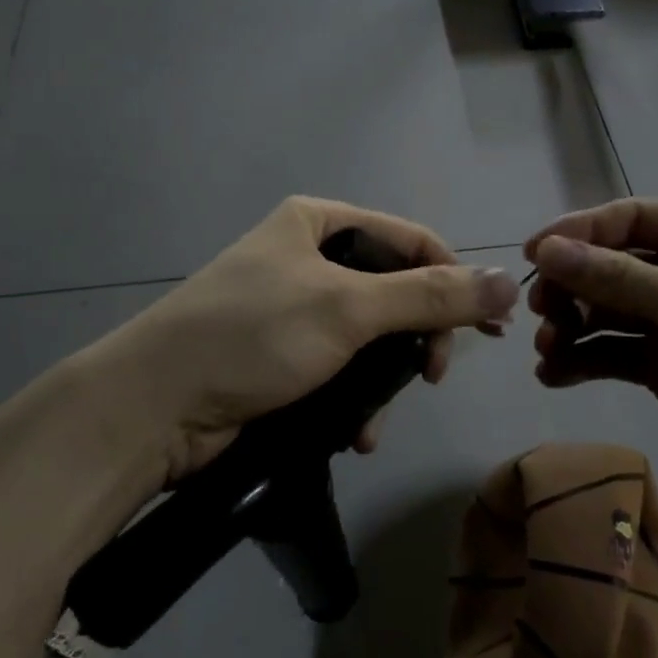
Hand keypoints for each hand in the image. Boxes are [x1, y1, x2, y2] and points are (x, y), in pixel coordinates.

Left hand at [96, 197, 519, 484]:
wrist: (150, 409)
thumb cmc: (252, 336)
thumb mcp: (348, 308)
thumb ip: (431, 297)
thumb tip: (507, 283)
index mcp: (319, 223)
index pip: (412, 240)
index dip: (454, 281)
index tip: (487, 331)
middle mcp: (307, 258)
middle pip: (394, 292)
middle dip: (414, 340)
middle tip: (429, 377)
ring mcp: (292, 309)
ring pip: (370, 339)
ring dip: (384, 381)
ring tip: (377, 419)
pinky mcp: (280, 357)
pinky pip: (340, 370)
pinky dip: (354, 401)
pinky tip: (355, 434)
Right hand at [523, 200, 657, 533]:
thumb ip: (618, 278)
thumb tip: (545, 250)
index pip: (633, 218)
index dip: (579, 231)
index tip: (530, 255)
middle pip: (615, 264)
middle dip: (574, 285)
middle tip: (538, 311)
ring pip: (610, 311)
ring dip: (574, 325)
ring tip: (546, 350)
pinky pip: (615, 353)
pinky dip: (584, 359)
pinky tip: (554, 375)